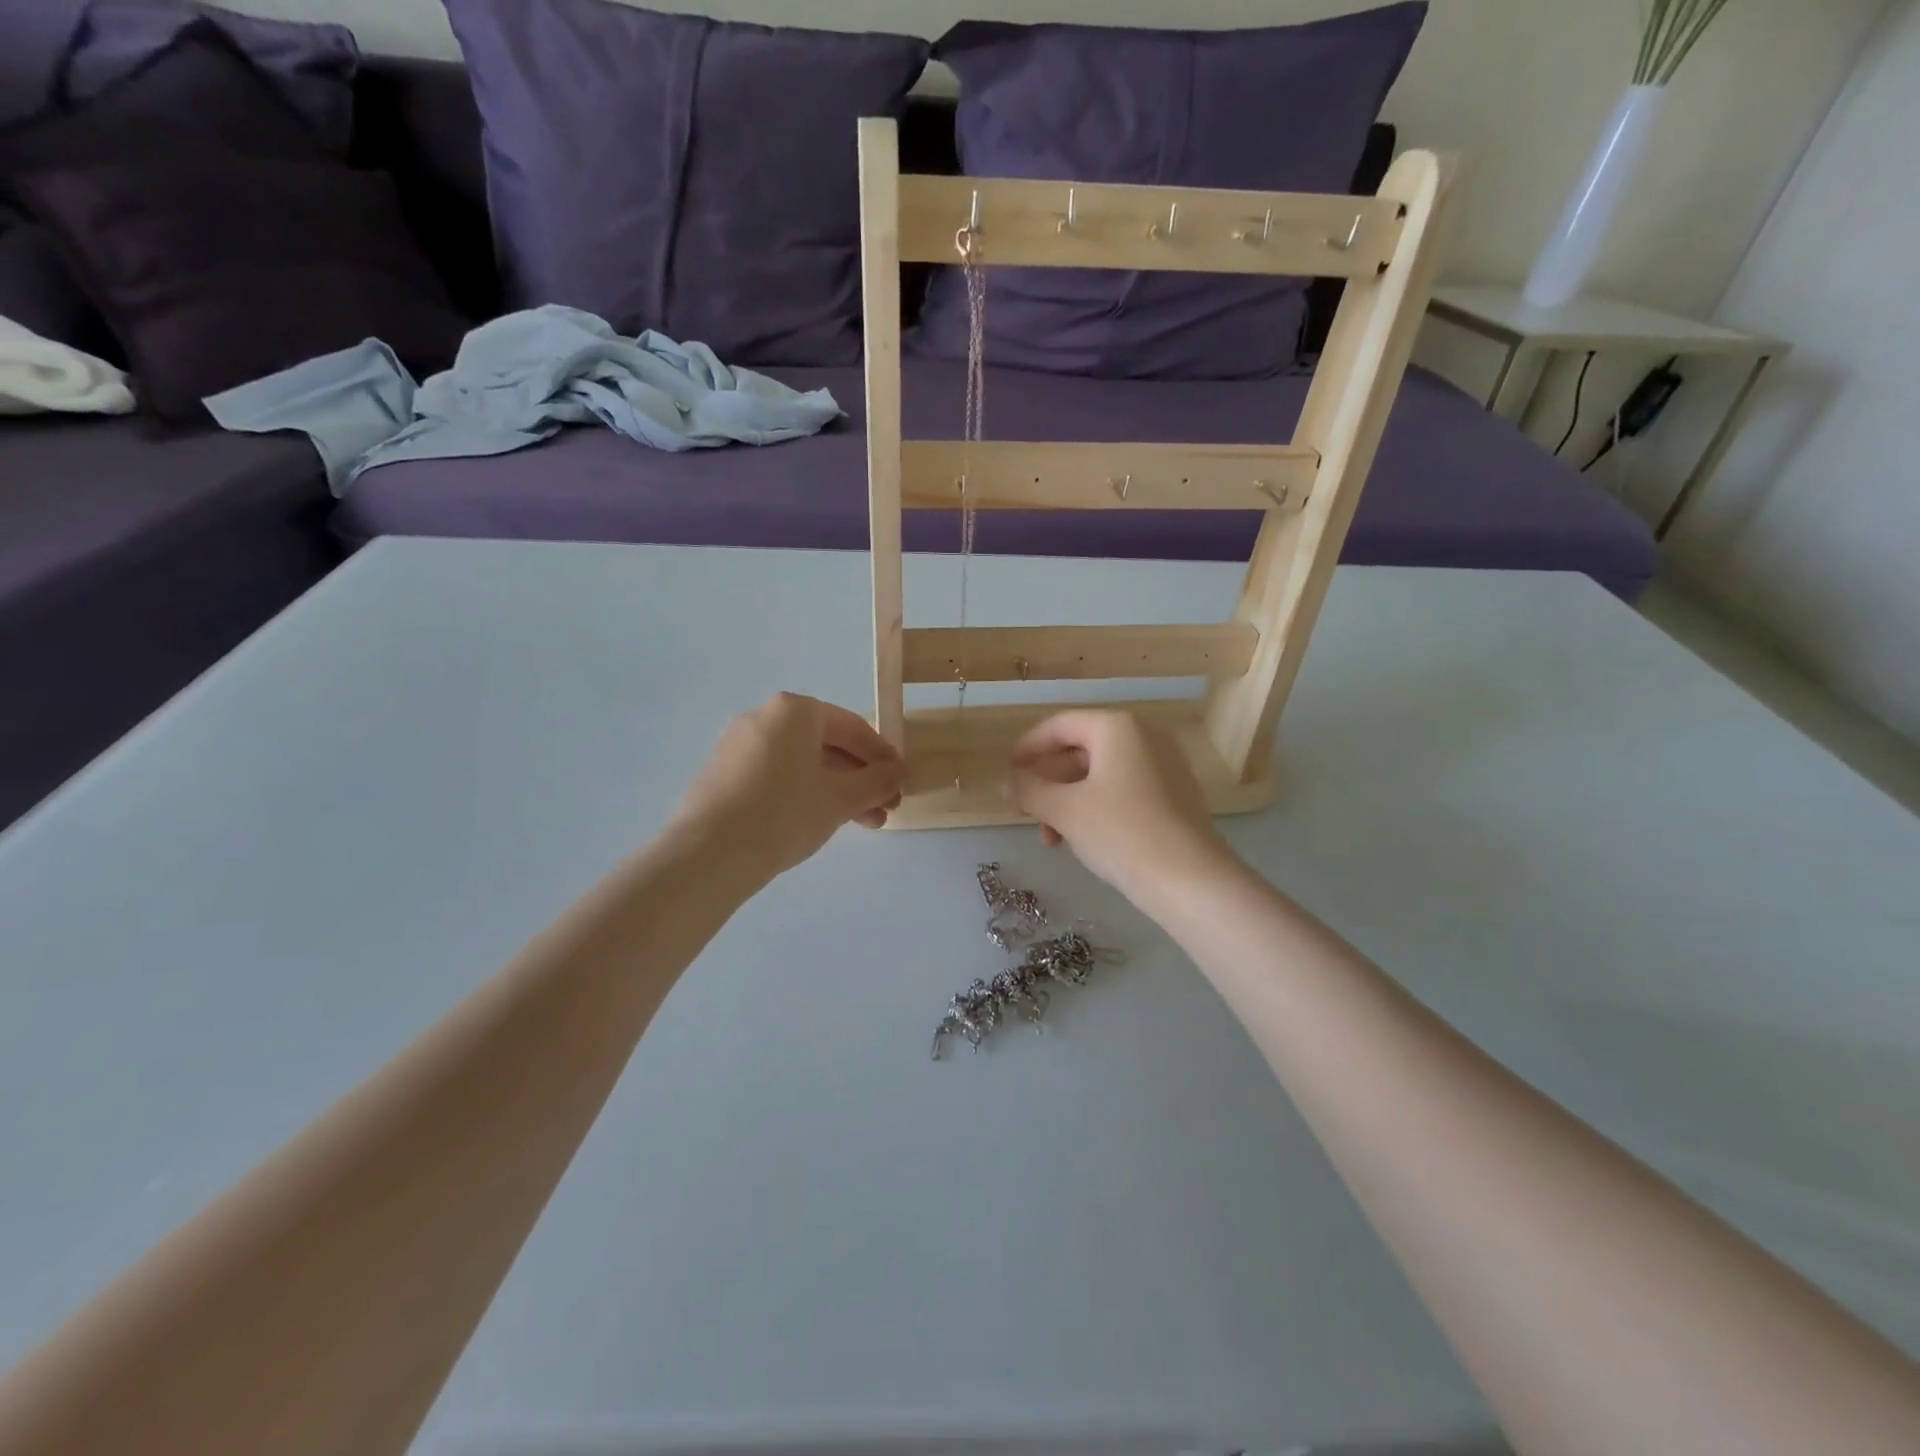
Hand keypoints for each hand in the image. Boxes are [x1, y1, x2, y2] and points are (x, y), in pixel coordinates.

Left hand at [671, 693, 906, 879]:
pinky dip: (805, 793)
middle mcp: (764, 717)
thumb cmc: (784, 814)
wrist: (708, 853)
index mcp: (794, 711)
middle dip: (861, 779)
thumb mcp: (841, 799)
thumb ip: (877, 782)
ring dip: (837, 790)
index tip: (902, 782)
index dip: (883, 756)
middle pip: (827, 745)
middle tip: (885, 810)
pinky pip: (777, 775)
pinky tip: (820, 822)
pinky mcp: (723, 773)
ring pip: (803, 763)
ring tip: (863, 825)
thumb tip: (900, 772)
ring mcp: (739, 744)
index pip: (853, 727)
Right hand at [1006, 711, 1235, 908]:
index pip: (1060, 725)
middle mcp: (1144, 737)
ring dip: (1067, 802)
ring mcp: (1164, 767)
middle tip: (1025, 812)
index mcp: (1117, 728)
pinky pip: (1123, 791)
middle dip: (1047, 783)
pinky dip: (1095, 809)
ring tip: (1051, 840)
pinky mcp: (1174, 796)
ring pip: (1100, 776)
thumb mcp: (1064, 810)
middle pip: (1080, 751)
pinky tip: (1082, 841)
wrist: (1190, 880)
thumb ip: (1029, 790)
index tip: (1007, 772)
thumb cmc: (1120, 832)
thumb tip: (1007, 782)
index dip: (1027, 747)